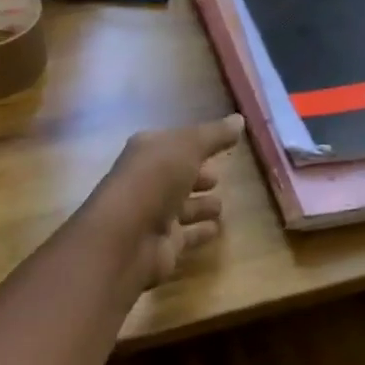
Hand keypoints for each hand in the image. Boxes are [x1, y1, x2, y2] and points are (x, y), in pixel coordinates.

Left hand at [81, 114, 244, 286]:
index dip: (195, 142)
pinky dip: (200, 231)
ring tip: (221, 205)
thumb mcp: (188, 147)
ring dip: (200, 205)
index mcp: (147, 152)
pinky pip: (187, 235)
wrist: (125, 239)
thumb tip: (239, 119)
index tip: (220, 143)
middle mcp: (147, 181)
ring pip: (182, 207)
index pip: (174, 143)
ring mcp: (154, 215)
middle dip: (196, 175)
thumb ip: (215, 135)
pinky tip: (217, 229)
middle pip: (176, 176)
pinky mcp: (163, 245)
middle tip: (219, 176)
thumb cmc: (154, 180)